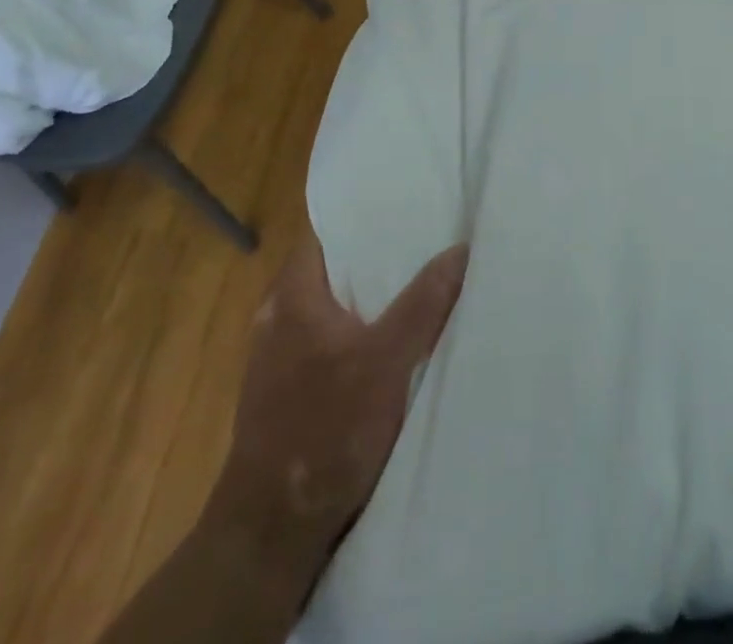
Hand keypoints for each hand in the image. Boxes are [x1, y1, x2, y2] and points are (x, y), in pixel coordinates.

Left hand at [208, 227, 469, 558]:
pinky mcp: (287, 391)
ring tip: (417, 281)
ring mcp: (278, 357)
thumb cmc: (326, 429)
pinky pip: (328, 341)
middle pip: (332, 268)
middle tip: (424, 239)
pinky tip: (392, 340)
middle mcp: (278, 317)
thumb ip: (423, 303)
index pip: (324, 232)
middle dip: (375, 256)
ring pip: (331, 307)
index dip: (361, 215)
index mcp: (292, 296)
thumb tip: (460, 248)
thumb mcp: (387, 362)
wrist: (272, 530)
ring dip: (368, 297)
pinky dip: (358, 332)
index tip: (403, 203)